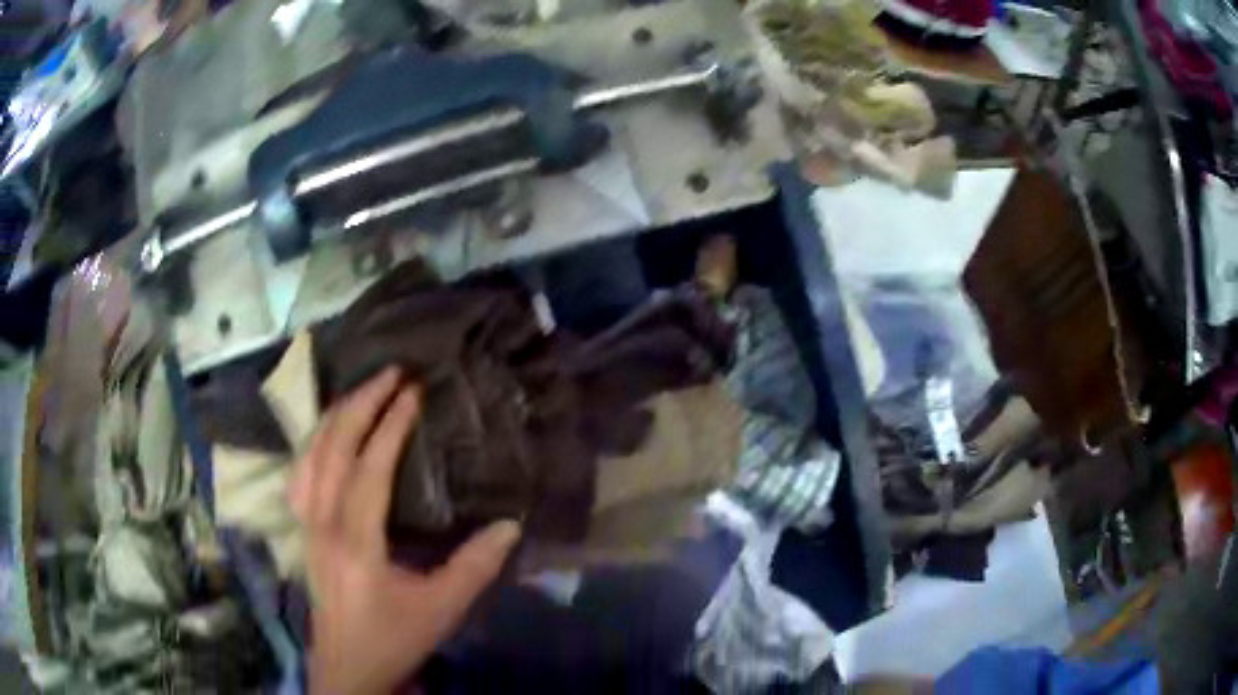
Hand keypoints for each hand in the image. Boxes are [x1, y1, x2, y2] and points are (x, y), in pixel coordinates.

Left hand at [288, 367, 520, 693]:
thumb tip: (509, 524)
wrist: (348, 667)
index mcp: (356, 541)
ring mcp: (306, 525)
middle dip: (360, 404)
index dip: (390, 425)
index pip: (369, 468)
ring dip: (335, 417)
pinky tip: (328, 436)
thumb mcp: (441, 608)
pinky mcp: (303, 531)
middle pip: (332, 449)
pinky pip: (300, 473)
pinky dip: (315, 443)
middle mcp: (322, 523)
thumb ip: (475, 566)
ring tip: (362, 391)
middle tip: (390, 373)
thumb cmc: (394, 638)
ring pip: (310, 456)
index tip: (413, 392)